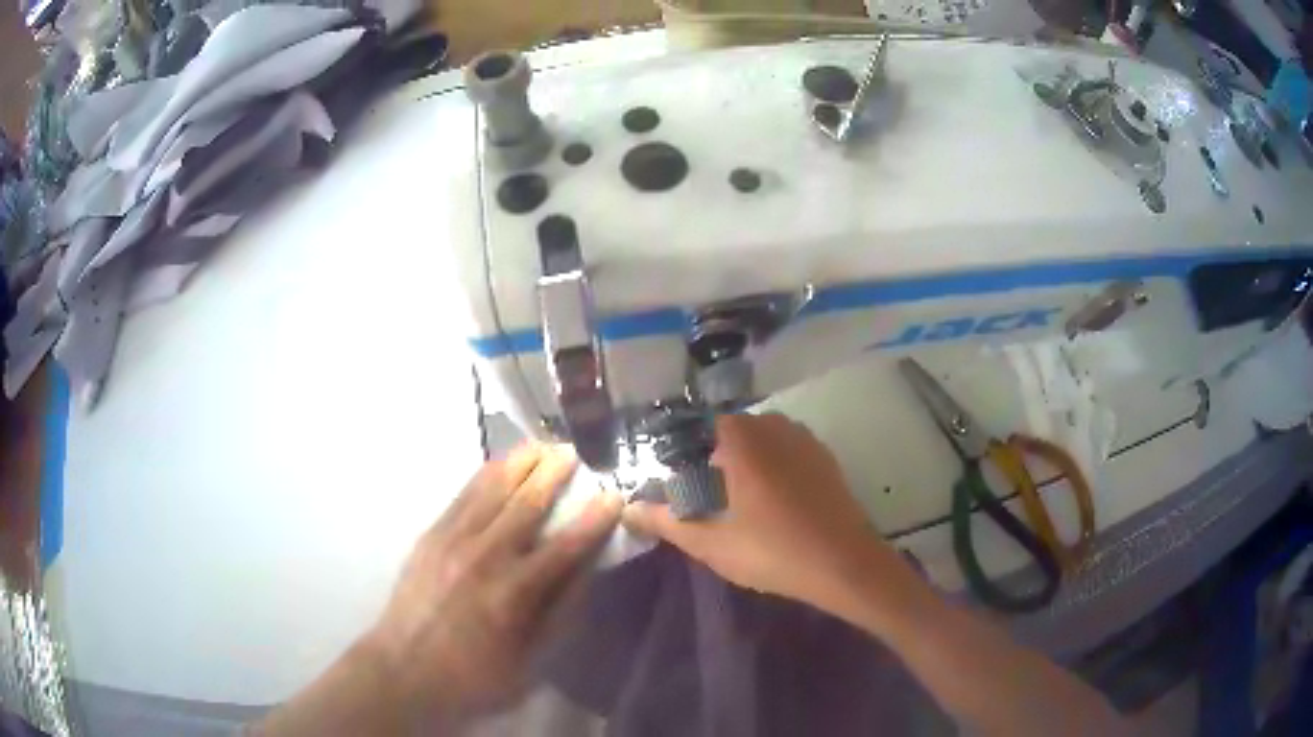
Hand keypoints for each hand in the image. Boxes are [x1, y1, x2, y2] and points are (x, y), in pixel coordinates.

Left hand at [366, 443, 620, 727]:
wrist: (402, 670)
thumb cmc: (472, 677)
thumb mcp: (527, 663)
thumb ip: (557, 616)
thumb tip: (584, 575)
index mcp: (513, 594)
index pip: (564, 548)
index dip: (593, 520)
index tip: (613, 496)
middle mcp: (484, 557)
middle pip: (527, 505)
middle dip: (555, 474)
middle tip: (576, 451)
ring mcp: (452, 541)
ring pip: (492, 490)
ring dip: (521, 464)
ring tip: (542, 444)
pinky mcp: (431, 536)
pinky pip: (462, 496)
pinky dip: (485, 475)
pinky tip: (499, 465)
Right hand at [624, 413, 899, 611]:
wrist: (845, 565)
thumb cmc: (773, 551)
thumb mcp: (711, 543)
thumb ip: (666, 522)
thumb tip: (629, 509)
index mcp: (743, 438)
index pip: (699, 425)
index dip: (682, 450)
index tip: (675, 479)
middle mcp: (774, 426)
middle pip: (730, 431)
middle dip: (713, 457)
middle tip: (703, 496)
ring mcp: (805, 440)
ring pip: (762, 440)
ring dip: (745, 461)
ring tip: (735, 500)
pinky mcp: (826, 458)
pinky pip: (787, 451)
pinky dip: (773, 467)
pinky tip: (771, 502)